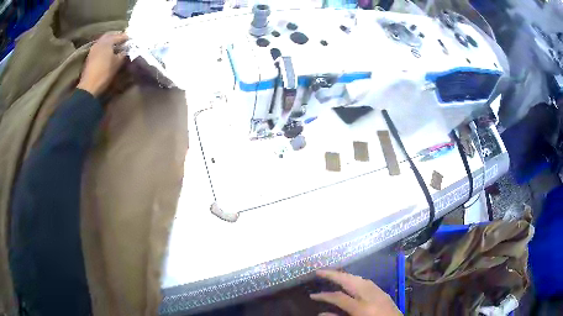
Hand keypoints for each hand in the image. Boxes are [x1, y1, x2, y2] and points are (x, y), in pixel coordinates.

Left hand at [77, 32, 127, 96]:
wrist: (88, 87)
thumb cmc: (104, 73)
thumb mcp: (117, 63)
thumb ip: (123, 54)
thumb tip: (126, 51)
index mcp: (107, 42)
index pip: (119, 36)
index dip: (125, 38)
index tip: (131, 39)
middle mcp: (99, 42)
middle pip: (109, 36)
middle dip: (116, 37)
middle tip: (122, 40)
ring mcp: (93, 49)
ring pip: (103, 41)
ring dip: (109, 42)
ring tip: (115, 46)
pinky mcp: (90, 57)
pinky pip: (99, 47)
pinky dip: (104, 47)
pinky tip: (108, 52)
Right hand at [310, 270, 402, 315]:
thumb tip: (321, 313)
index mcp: (361, 307)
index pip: (338, 297)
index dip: (323, 296)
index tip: (312, 296)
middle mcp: (370, 296)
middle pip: (349, 280)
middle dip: (334, 275)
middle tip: (319, 272)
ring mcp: (379, 292)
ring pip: (359, 278)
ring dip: (345, 275)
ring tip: (333, 275)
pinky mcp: (384, 293)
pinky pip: (367, 282)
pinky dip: (356, 279)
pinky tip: (352, 281)